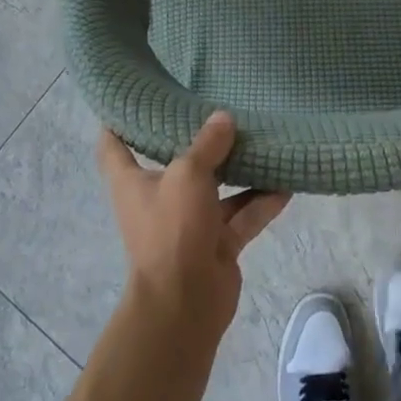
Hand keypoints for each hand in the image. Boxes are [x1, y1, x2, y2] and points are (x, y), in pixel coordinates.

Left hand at [98, 111, 290, 338]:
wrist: (186, 305)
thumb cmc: (172, 229)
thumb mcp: (187, 174)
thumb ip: (208, 144)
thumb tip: (223, 118)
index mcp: (133, 181)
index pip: (113, 145)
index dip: (118, 119)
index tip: (134, 95)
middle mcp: (158, 198)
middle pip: (174, 162)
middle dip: (195, 139)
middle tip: (216, 106)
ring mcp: (189, 223)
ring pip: (216, 188)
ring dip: (238, 169)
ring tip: (263, 139)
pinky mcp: (217, 243)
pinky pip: (242, 215)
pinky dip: (262, 202)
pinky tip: (287, 183)